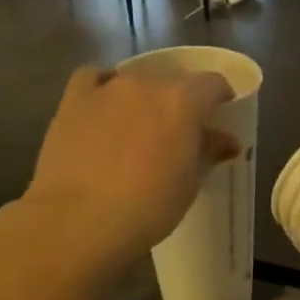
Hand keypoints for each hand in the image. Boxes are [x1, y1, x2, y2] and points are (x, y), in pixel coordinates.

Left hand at [21, 65, 238, 277]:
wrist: (79, 221)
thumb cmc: (147, 207)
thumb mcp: (189, 184)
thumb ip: (209, 152)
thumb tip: (226, 140)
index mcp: (183, 101)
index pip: (212, 84)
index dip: (220, 97)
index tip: (219, 116)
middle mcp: (146, 84)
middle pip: (173, 80)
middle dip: (181, 100)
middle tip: (179, 131)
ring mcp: (107, 88)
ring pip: (135, 80)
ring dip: (144, 97)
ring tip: (140, 126)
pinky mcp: (73, 100)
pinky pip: (93, 78)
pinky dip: (103, 87)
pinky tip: (105, 107)